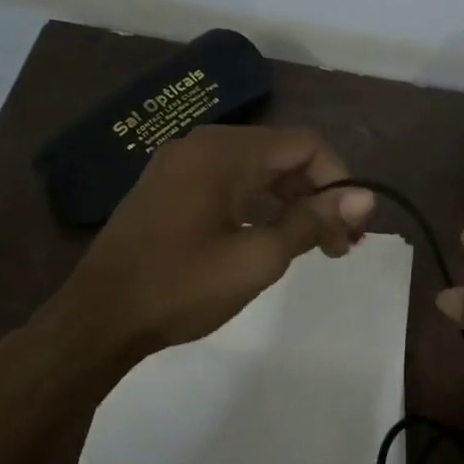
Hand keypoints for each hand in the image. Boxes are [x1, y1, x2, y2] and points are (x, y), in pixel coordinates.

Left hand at [19, 125, 373, 372]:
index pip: (306, 144)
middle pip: (282, 154)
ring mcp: (181, 165)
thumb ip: (312, 221)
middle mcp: (203, 145)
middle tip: (340, 244)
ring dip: (290, 202)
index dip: (340, 180)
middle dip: (318, 194)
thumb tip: (365, 197)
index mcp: (225, 152)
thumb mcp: (257, 258)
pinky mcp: (169, 188)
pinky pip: (228, 183)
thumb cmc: (181, 287)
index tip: (354, 228)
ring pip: (256, 170)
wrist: (98, 318)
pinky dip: (258, 205)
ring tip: (313, 247)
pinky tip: (269, 238)